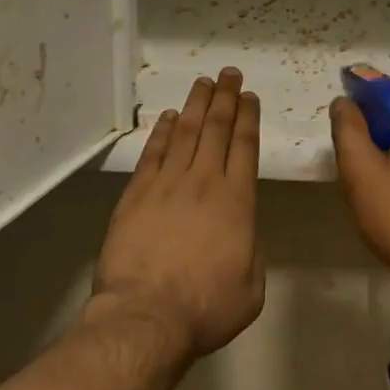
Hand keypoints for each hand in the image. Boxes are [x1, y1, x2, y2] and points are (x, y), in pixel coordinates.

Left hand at [91, 69, 264, 364]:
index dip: (247, 117)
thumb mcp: (251, 286)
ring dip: (195, 104)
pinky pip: (153, 153)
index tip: (248, 96)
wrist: (147, 316)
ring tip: (203, 82)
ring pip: (185, 132)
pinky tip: (168, 117)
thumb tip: (242, 232)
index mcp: (237, 199)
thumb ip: (252, 250)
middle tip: (228, 73)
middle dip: (224, 97)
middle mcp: (204, 180)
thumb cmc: (206, 307)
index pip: (244, 145)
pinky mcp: (137, 193)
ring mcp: (168, 184)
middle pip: (216, 128)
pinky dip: (162, 131)